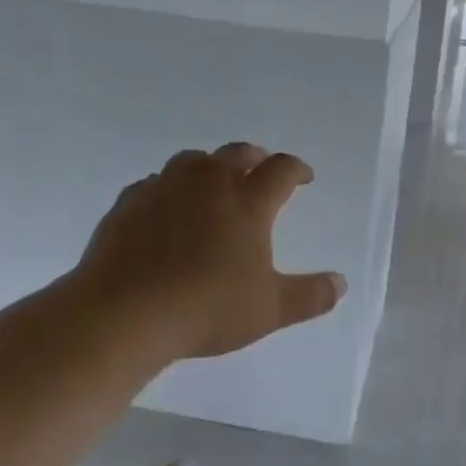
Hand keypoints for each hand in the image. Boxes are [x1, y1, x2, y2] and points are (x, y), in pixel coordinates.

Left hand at [72, 143, 345, 361]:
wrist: (124, 313)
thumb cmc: (207, 308)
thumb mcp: (270, 309)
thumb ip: (310, 295)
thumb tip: (341, 284)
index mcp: (248, 201)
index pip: (281, 170)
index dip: (297, 169)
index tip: (304, 177)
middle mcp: (208, 182)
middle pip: (237, 153)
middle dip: (255, 157)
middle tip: (261, 168)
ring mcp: (164, 188)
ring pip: (192, 160)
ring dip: (209, 166)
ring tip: (213, 182)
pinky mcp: (129, 203)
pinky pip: (155, 183)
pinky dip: (169, 189)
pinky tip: (166, 209)